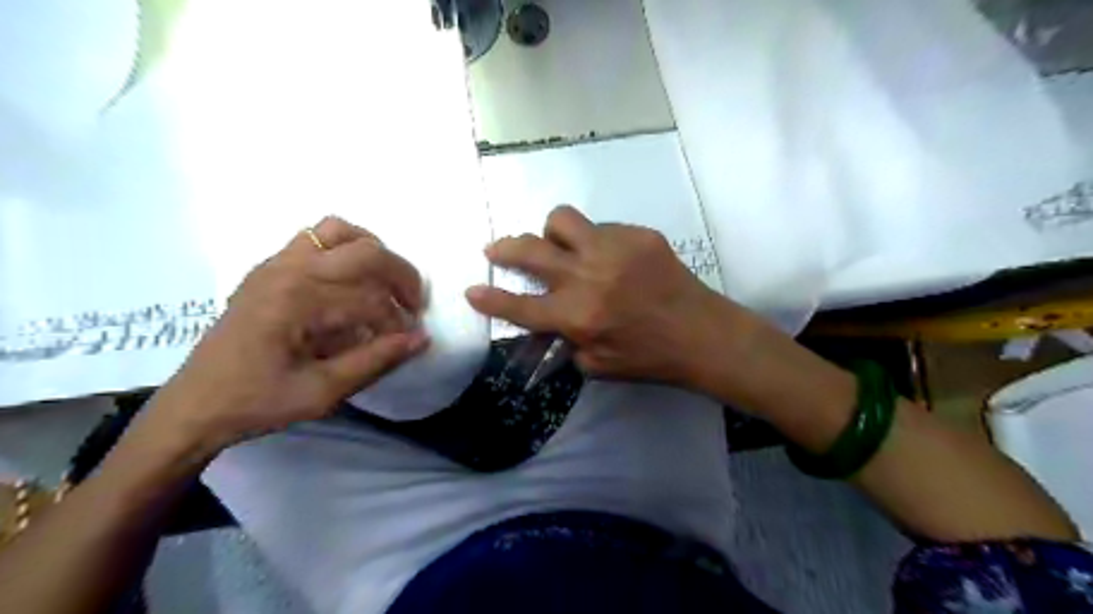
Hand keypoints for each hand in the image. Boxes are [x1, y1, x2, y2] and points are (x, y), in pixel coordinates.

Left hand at [145, 218, 430, 453]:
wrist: (195, 404)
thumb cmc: (257, 402)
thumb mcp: (322, 392)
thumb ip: (376, 361)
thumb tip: (421, 338)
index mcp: (298, 301)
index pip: (371, 300)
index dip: (397, 323)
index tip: (406, 343)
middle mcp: (289, 270)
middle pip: (366, 252)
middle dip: (401, 277)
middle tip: (412, 306)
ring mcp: (276, 263)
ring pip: (341, 232)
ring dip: (374, 253)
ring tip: (385, 284)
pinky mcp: (270, 267)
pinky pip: (316, 237)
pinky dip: (345, 249)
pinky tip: (350, 282)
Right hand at [464, 208, 738, 384]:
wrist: (701, 333)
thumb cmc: (649, 357)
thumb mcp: (598, 365)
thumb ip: (566, 342)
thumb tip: (548, 324)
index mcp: (577, 316)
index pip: (521, 306)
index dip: (491, 299)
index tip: (472, 289)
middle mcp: (588, 277)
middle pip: (530, 250)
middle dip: (505, 249)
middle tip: (497, 249)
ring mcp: (613, 248)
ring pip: (561, 219)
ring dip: (553, 233)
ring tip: (563, 246)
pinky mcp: (638, 234)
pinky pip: (601, 227)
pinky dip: (595, 241)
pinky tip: (612, 258)